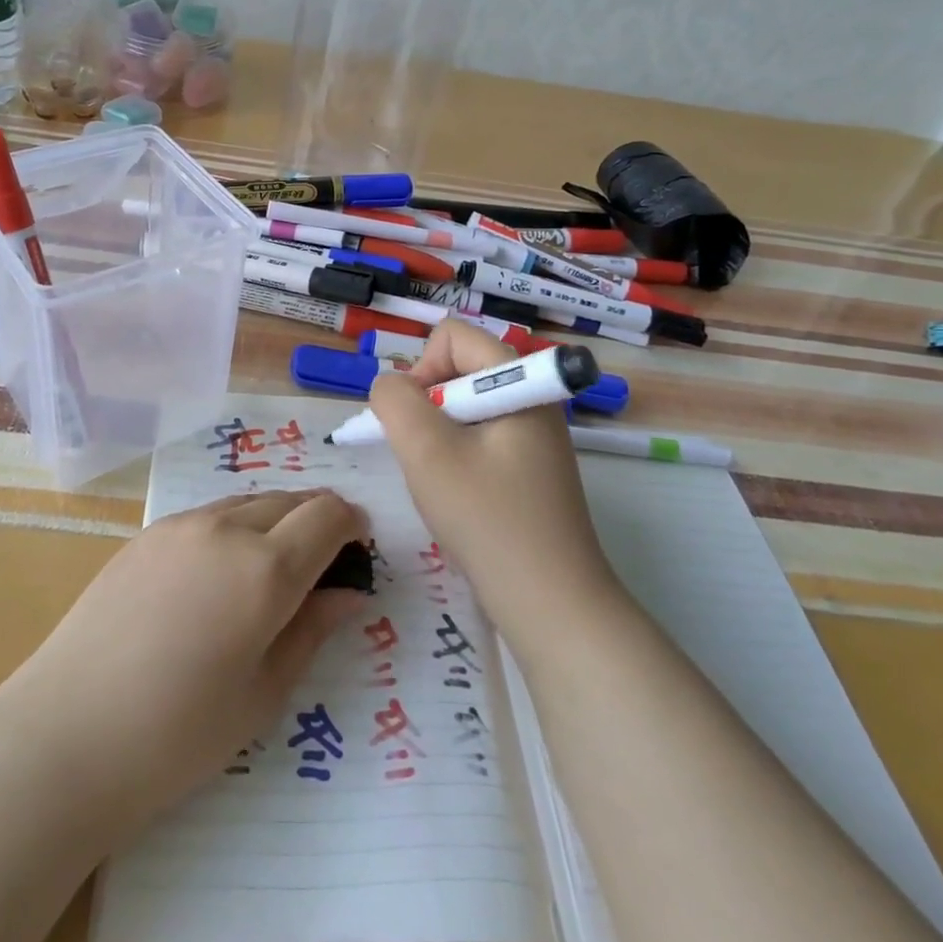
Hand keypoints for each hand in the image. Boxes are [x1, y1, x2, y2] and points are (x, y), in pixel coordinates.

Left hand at [0, 488, 367, 835]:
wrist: (66, 734)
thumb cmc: (177, 735)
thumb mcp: (263, 694)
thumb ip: (312, 631)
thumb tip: (351, 593)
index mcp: (265, 569)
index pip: (328, 517)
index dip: (353, 524)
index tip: (361, 546)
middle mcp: (227, 529)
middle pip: (291, 499)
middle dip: (318, 518)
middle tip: (325, 560)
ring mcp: (181, 525)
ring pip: (249, 501)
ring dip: (276, 518)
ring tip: (274, 564)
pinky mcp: (147, 533)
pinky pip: (210, 514)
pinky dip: (236, 526)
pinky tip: (220, 571)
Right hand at [368, 322, 621, 646]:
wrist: (553, 605)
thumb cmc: (489, 520)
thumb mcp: (426, 452)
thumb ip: (395, 401)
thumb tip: (389, 386)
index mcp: (520, 381)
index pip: (452, 336)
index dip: (421, 368)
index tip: (415, 422)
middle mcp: (532, 397)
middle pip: (458, 368)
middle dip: (426, 404)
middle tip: (423, 455)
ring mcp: (533, 434)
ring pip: (462, 406)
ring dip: (437, 434)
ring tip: (440, 481)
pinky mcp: (529, 466)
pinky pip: (478, 436)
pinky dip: (454, 456)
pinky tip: (457, 496)